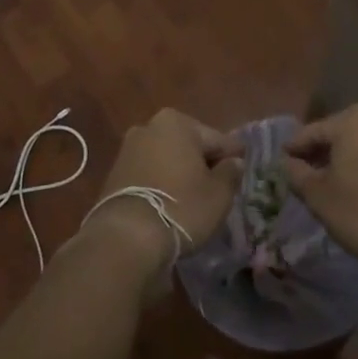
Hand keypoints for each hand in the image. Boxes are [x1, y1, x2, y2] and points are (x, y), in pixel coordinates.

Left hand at [83, 109, 242, 279]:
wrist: (127, 235)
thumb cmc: (182, 206)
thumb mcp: (219, 193)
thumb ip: (230, 172)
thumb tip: (233, 162)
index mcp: (176, 123)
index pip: (216, 139)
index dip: (232, 156)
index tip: (243, 168)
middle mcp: (149, 127)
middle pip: (188, 146)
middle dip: (202, 163)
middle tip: (219, 186)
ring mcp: (128, 150)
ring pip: (166, 159)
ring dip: (180, 173)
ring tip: (194, 198)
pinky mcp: (114, 174)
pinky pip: (148, 174)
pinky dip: (161, 184)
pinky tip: (170, 203)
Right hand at [281, 105, 357, 269]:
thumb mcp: (318, 196)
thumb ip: (297, 174)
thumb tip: (288, 163)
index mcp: (352, 119)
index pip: (312, 132)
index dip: (294, 149)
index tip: (282, 162)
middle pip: (340, 134)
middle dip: (323, 152)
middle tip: (308, 174)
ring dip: (349, 158)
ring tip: (337, 182)